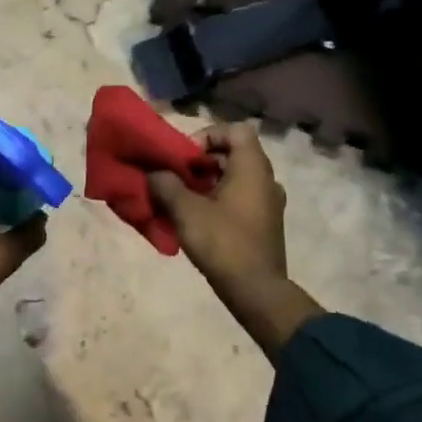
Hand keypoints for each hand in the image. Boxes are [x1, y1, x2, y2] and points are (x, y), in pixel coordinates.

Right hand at [149, 123, 320, 355]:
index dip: (208, 136)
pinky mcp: (264, 223)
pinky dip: (219, 199)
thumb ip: (165, 184)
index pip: (235, 130)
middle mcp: (266, 179)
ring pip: (235, 177)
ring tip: (181, 199)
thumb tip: (153, 173)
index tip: (186, 157)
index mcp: (253, 167)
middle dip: (201, 162)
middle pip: (233, 153)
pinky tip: (197, 219)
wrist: (256, 291)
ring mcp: (268, 203)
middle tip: (177, 178)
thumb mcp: (185, 210)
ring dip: (208, 182)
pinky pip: (240, 198)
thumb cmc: (223, 242)